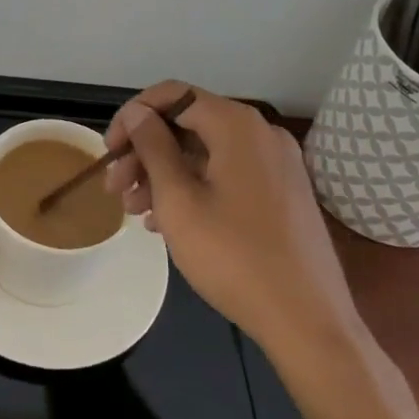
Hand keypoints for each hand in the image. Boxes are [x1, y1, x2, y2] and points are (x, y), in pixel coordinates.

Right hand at [105, 82, 367, 352]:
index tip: (108, 151)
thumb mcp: (178, 200)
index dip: (133, 116)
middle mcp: (261, 133)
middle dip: (145, 152)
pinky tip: (167, 221)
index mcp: (237, 125)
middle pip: (189, 125)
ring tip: (134, 211)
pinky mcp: (283, 193)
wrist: (309, 323)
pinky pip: (227, 174)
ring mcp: (276, 164)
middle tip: (114, 188)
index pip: (173, 95)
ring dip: (164, 174)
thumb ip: (153, 147)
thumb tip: (138, 113)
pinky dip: (194, 187)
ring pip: (205, 153)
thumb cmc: (234, 257)